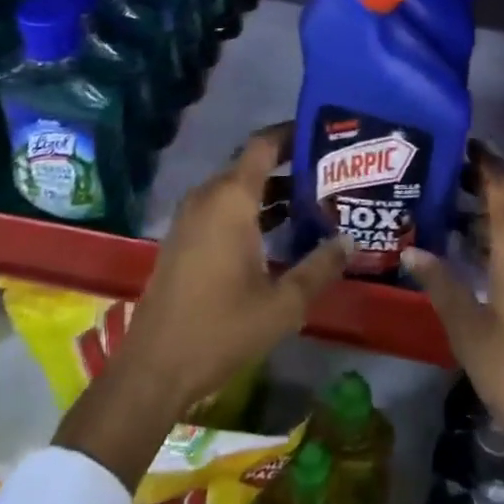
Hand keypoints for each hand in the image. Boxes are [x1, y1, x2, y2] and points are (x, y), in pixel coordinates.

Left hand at [53, 123, 353, 490]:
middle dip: (290, 165)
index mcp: (231, 199)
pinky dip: (251, 209)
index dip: (293, 133)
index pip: (264, 144)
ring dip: (272, 191)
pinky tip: (279, 233)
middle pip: (253, 164)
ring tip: (313, 202)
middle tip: (330, 175)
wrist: (153, 369)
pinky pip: (222, 207)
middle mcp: (208, 196)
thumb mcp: (282, 304)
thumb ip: (319, 267)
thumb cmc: (220, 330)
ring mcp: (191, 217)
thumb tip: (349, 241)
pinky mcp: (183, 237)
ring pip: (237, 187)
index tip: (324, 135)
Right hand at [404, 144, 503, 503]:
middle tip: (444, 185)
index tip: (457, 146)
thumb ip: (440, 282)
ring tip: (458, 219)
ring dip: (499, 216)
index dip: (481, 160)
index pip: (502, 180)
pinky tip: (489, 258)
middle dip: (483, 188)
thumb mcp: (468, 329)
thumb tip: (411, 249)